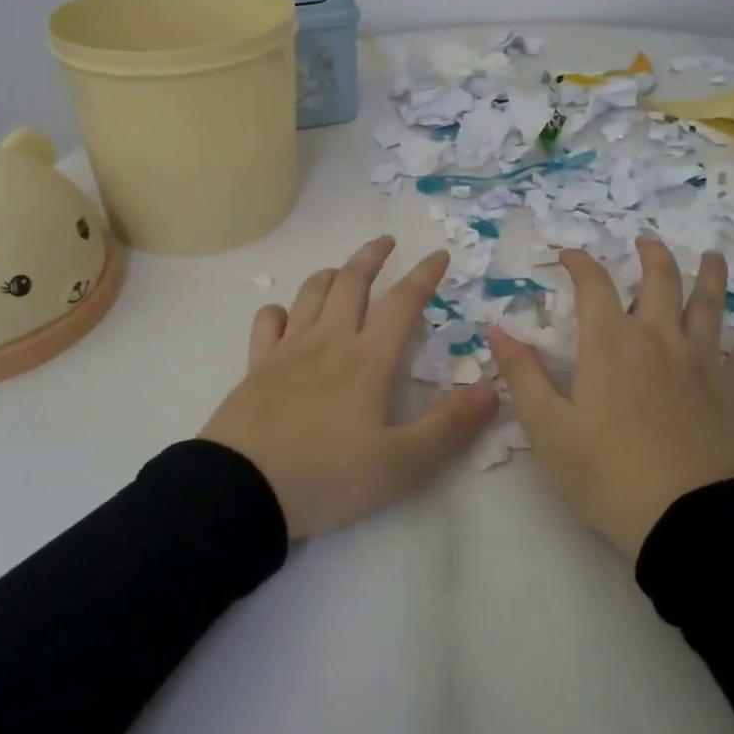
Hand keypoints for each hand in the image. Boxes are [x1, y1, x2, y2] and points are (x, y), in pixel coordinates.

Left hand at [200, 236, 497, 539]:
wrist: (242, 492)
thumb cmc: (327, 477)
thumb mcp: (402, 464)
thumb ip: (449, 426)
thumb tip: (491, 388)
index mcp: (368, 360)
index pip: (403, 303)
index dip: (424, 275)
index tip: (439, 254)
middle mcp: (329, 342)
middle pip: (352, 282)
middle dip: (372, 256)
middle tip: (387, 241)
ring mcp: (288, 351)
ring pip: (311, 294)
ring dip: (331, 274)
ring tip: (343, 271)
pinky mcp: (256, 367)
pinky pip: (267, 322)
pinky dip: (280, 310)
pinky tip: (286, 315)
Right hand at [490, 236, 733, 561]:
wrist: (687, 523)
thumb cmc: (607, 475)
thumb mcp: (548, 429)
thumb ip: (522, 375)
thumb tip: (497, 330)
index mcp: (610, 344)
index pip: (594, 285)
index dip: (580, 263)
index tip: (570, 254)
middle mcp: (658, 339)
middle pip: (660, 281)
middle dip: (652, 255)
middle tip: (647, 241)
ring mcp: (702, 363)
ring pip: (709, 306)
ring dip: (709, 277)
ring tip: (712, 257)